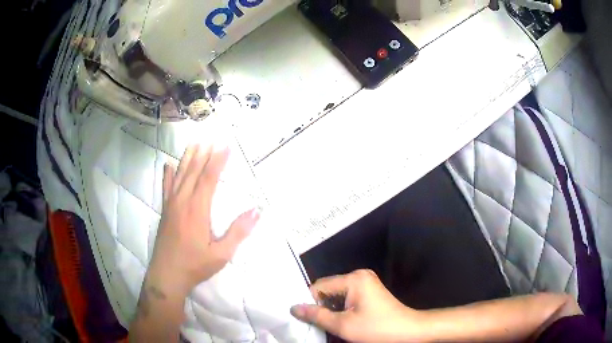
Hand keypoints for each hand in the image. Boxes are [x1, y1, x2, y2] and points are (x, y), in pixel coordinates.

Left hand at [148, 144, 259, 296]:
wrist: (167, 275)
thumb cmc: (195, 265)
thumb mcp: (221, 254)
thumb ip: (238, 232)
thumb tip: (256, 211)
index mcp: (197, 209)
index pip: (209, 178)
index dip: (218, 160)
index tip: (226, 146)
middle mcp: (182, 201)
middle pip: (193, 171)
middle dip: (204, 153)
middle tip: (211, 138)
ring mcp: (171, 205)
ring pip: (180, 175)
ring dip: (188, 158)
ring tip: (194, 142)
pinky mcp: (165, 210)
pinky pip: (166, 187)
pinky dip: (168, 174)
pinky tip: (168, 164)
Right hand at [290, 270, 423, 342]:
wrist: (408, 331)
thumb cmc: (376, 329)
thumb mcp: (343, 325)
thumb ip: (317, 316)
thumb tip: (294, 308)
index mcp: (353, 279)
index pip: (319, 286)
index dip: (309, 302)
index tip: (305, 319)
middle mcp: (359, 275)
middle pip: (328, 289)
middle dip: (321, 307)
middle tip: (317, 324)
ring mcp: (365, 282)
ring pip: (336, 294)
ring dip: (331, 309)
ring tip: (330, 324)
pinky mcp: (369, 290)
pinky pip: (347, 296)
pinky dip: (341, 308)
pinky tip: (342, 320)